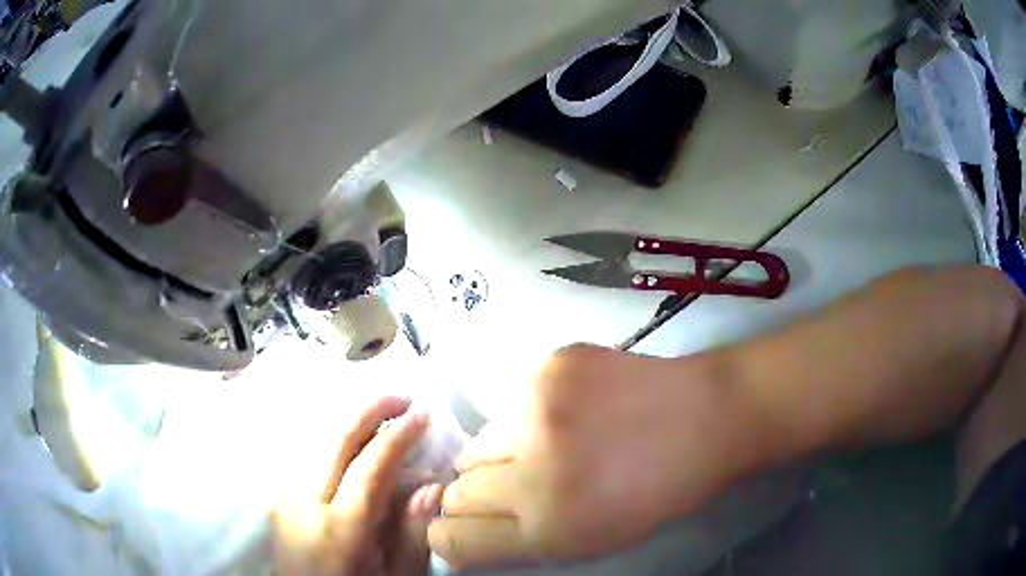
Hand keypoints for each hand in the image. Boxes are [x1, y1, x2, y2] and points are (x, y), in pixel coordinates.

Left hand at [273, 397, 442, 575]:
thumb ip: (412, 534)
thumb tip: (430, 486)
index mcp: (341, 528)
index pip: (370, 466)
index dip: (398, 436)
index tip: (423, 414)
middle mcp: (305, 503)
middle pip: (334, 441)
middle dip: (369, 411)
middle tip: (401, 398)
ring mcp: (286, 498)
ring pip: (315, 443)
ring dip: (348, 422)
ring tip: (380, 415)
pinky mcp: (279, 500)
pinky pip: (306, 458)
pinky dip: (331, 441)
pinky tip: (350, 443)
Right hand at [428, 345, 748, 567]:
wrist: (706, 416)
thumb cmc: (656, 491)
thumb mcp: (590, 540)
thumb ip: (517, 541)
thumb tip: (458, 530)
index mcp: (549, 525)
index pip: (451, 535)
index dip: (455, 532)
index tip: (474, 524)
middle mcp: (532, 467)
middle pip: (457, 488)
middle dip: (482, 494)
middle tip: (523, 484)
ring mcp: (539, 407)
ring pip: (478, 442)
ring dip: (502, 452)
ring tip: (552, 443)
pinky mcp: (549, 364)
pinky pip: (509, 402)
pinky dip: (527, 416)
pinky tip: (570, 411)